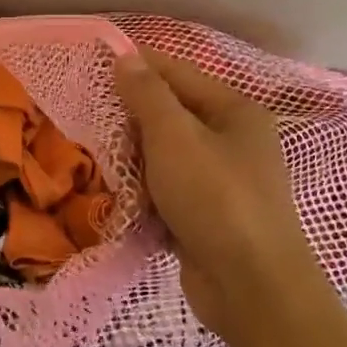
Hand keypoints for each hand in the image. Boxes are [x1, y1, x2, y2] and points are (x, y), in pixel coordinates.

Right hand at [115, 50, 319, 336]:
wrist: (251, 288)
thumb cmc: (215, 198)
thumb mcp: (175, 137)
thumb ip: (148, 95)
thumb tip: (127, 58)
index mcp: (234, 112)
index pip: (178, 73)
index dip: (138, 67)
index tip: (94, 68)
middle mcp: (233, 141)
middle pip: (171, 117)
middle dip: (133, 124)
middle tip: (97, 128)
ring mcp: (223, 182)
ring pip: (166, 158)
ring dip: (137, 164)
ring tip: (107, 168)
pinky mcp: (210, 217)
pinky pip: (170, 193)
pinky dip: (149, 197)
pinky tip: (126, 203)